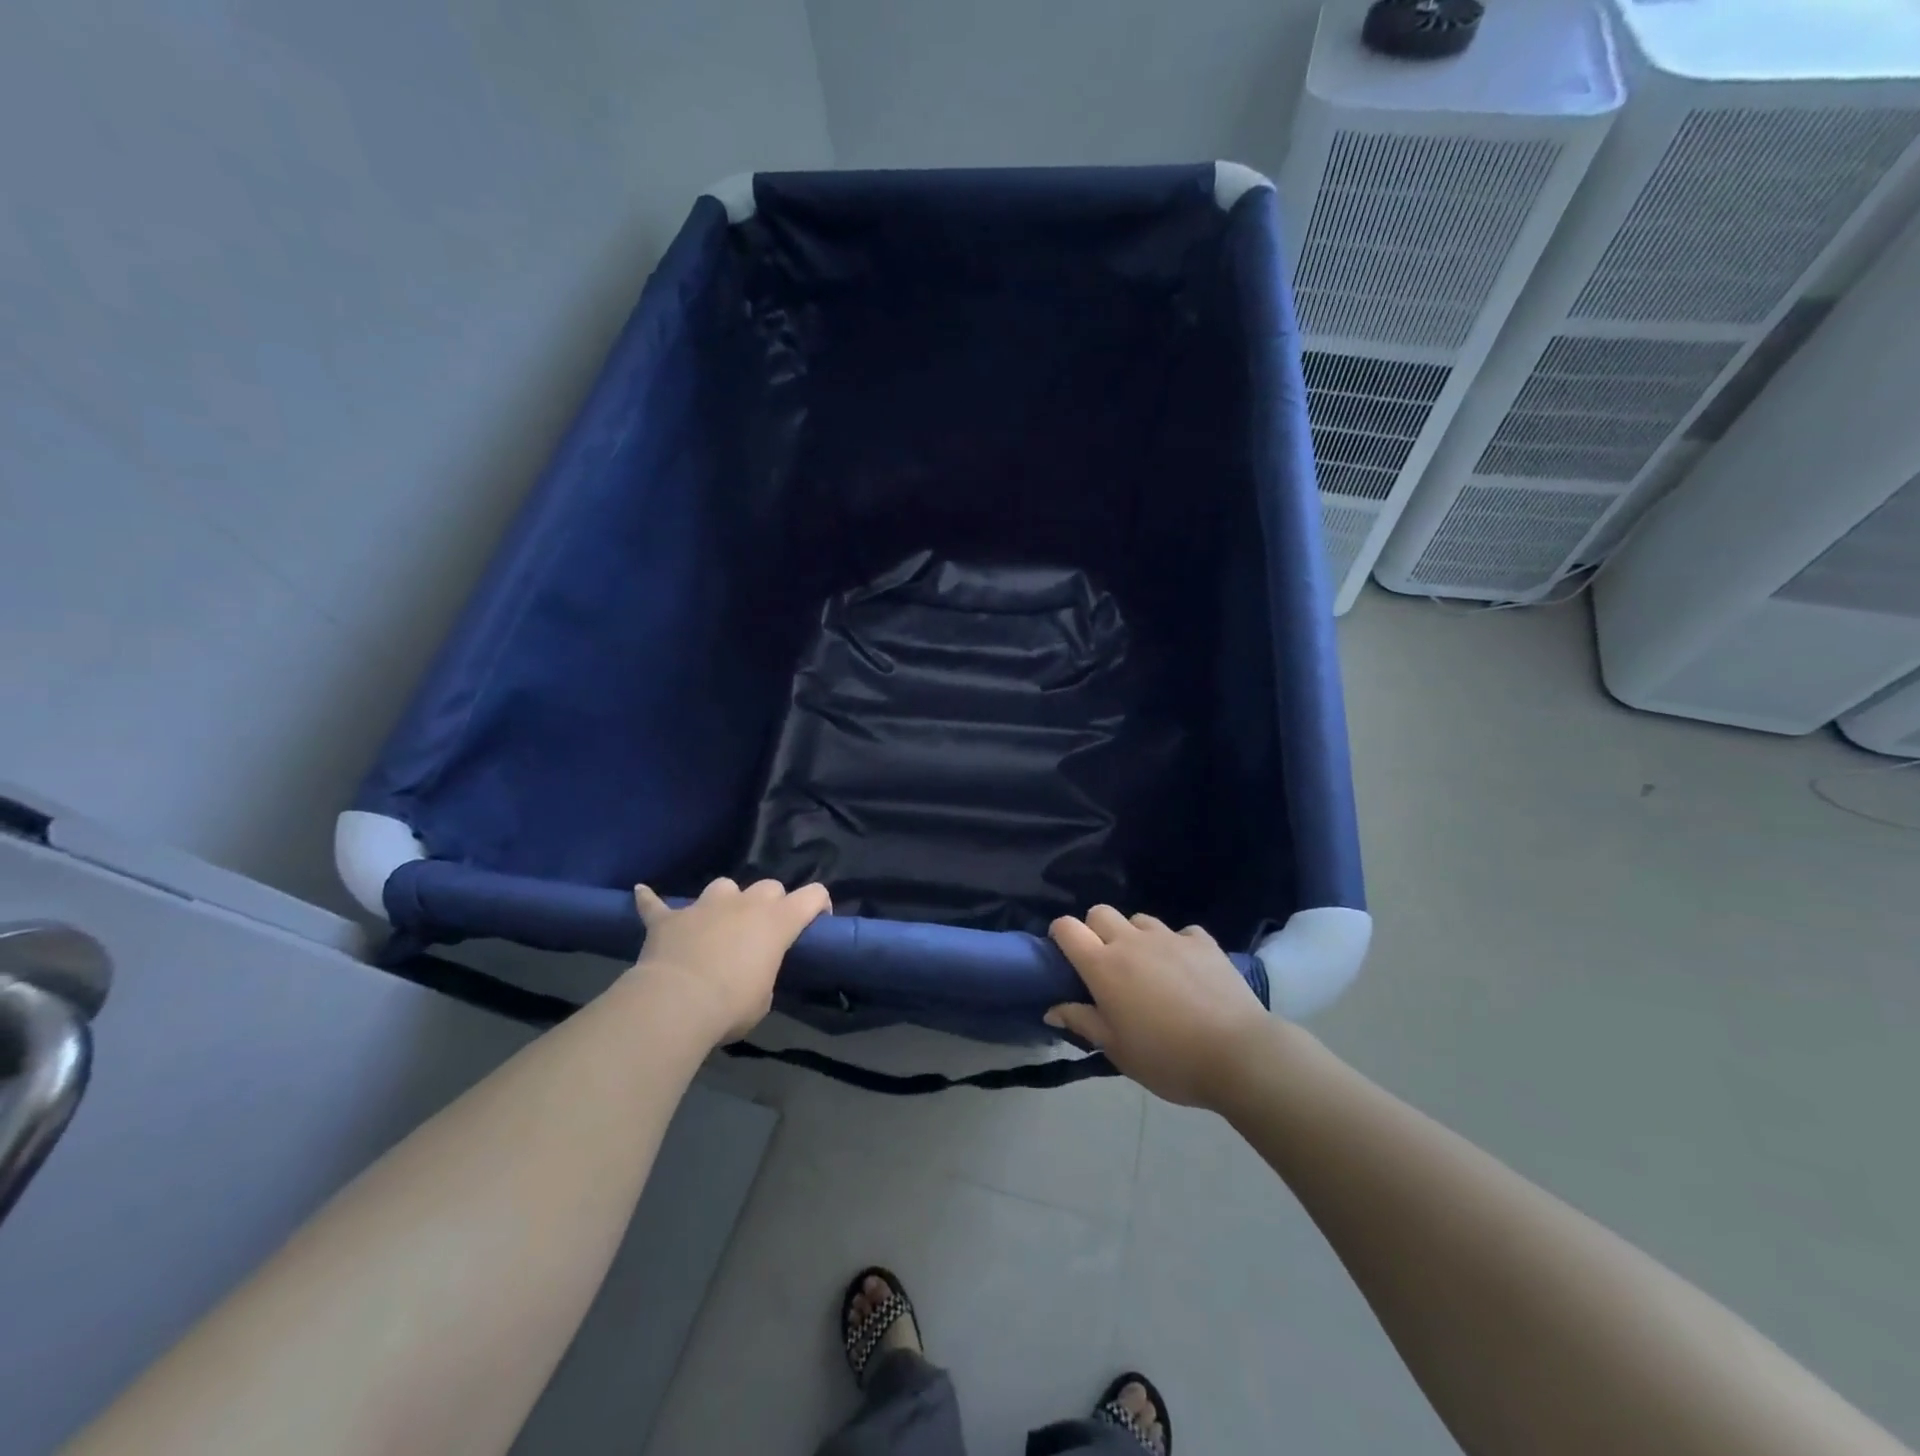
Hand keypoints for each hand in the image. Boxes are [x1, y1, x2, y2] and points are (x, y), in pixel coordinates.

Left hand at [632, 877, 830, 1044]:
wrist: (676, 1003)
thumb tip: (750, 973)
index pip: (813, 895)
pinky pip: (656, 904)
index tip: (818, 920)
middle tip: (764, 930)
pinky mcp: (669, 918)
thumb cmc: (731, 1006)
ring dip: (725, 901)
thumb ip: (762, 974)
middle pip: (769, 886)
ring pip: (723, 886)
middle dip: (771, 903)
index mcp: (777, 922)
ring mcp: (705, 906)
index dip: (819, 904)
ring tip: (718, 921)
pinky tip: (642, 893)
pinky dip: (651, 900)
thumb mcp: (763, 998)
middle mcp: (746, 904)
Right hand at [1046, 906, 1275, 1109]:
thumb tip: (1052, 1009)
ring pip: (1139, 919)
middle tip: (1106, 964)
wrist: (1237, 1054)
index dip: (1060, 935)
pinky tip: (1186, 970)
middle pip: (1100, 912)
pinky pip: (1180, 933)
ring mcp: (1169, 937)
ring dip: (1135, 936)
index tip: (1064, 955)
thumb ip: (1083, 1022)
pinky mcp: (1203, 942)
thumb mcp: (1117, 1050)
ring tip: (1148, 968)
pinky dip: (1176, 946)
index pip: (1067, 928)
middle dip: (1095, 930)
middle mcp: (1131, 941)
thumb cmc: (1167, 1058)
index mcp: (1103, 966)